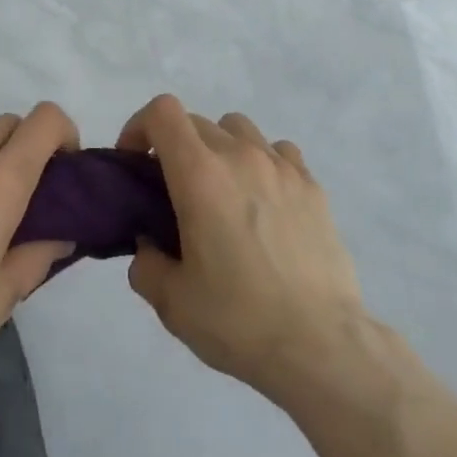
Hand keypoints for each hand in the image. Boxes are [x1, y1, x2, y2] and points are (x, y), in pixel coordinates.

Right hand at [121, 94, 367, 400]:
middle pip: (197, 122)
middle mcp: (241, 155)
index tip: (135, 163)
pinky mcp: (313, 185)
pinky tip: (264, 202)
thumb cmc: (238, 320)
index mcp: (200, 175)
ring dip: (219, 149)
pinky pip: (278, 152)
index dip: (139, 127)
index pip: (163, 112)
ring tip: (222, 193)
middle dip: (175, 147)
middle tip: (173, 193)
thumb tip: (149, 246)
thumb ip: (146, 264)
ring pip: (239, 129)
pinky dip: (261, 163)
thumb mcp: (172, 303)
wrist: (320, 344)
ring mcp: (282, 166)